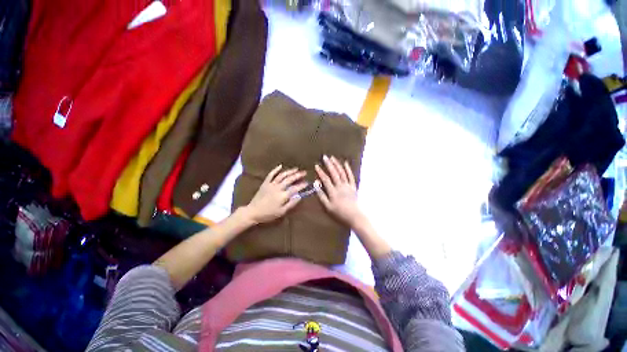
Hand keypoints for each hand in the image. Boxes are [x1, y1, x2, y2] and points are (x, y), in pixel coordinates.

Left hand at [244, 165, 307, 223]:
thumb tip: (300, 197)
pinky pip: (271, 175)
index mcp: (283, 195)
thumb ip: (291, 203)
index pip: (295, 188)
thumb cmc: (268, 213)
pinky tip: (280, 166)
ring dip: (289, 171)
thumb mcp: (282, 212)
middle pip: (289, 179)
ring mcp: (271, 184)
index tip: (307, 182)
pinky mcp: (265, 183)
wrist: (253, 211)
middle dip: (298, 175)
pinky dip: (276, 169)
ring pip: (282, 175)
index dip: (302, 185)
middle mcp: (278, 187)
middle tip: (304, 172)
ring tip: (296, 169)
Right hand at [315, 155, 362, 226]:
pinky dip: (348, 169)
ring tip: (333, 158)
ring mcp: (348, 186)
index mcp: (333, 191)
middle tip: (325, 157)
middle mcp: (340, 186)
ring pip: (342, 172)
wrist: (354, 216)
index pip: (325, 179)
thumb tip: (316, 184)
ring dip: (337, 164)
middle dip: (329, 164)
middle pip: (334, 173)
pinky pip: (351, 176)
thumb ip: (321, 195)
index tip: (316, 165)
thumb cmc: (339, 213)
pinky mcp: (353, 187)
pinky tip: (345, 163)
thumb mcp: (327, 207)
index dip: (320, 172)